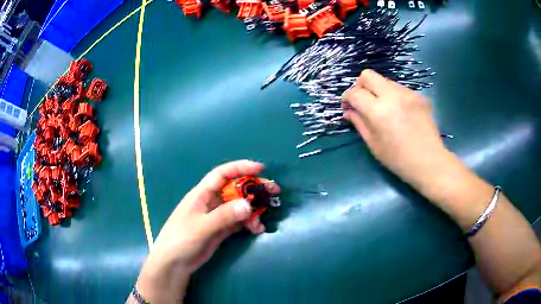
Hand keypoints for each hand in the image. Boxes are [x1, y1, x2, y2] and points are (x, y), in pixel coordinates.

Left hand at [134, 160, 279, 302]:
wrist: (175, 263)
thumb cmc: (181, 239)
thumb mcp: (202, 226)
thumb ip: (224, 215)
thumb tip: (248, 204)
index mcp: (202, 194)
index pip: (222, 174)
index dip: (241, 168)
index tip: (261, 168)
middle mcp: (211, 202)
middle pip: (235, 189)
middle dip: (254, 188)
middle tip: (273, 190)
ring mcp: (217, 216)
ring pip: (239, 206)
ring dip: (253, 209)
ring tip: (264, 218)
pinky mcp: (221, 229)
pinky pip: (239, 221)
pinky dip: (249, 223)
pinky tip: (257, 229)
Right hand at [342, 69, 451, 190]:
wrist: (429, 162)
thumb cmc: (398, 159)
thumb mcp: (374, 144)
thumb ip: (359, 123)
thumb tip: (349, 111)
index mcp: (378, 111)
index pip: (355, 93)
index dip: (347, 98)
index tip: (348, 106)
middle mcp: (392, 95)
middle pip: (368, 75)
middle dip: (360, 85)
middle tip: (362, 101)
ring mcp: (408, 93)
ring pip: (385, 81)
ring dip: (378, 91)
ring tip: (383, 109)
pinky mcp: (419, 96)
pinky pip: (399, 89)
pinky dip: (393, 96)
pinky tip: (399, 113)